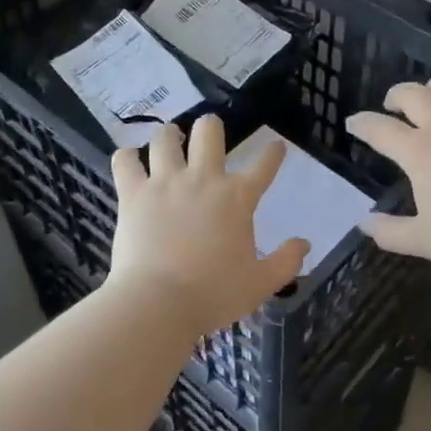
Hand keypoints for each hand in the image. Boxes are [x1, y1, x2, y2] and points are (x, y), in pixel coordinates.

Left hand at [109, 116, 309, 336]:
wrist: (158, 303)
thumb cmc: (214, 294)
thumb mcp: (261, 284)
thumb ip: (286, 262)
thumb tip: (305, 244)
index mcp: (237, 198)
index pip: (264, 165)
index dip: (273, 153)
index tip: (276, 147)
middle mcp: (203, 180)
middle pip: (209, 132)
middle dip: (211, 127)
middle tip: (209, 133)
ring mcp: (165, 183)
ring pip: (165, 139)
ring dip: (169, 136)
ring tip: (170, 139)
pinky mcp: (133, 195)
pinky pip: (125, 161)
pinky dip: (127, 158)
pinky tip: (129, 161)